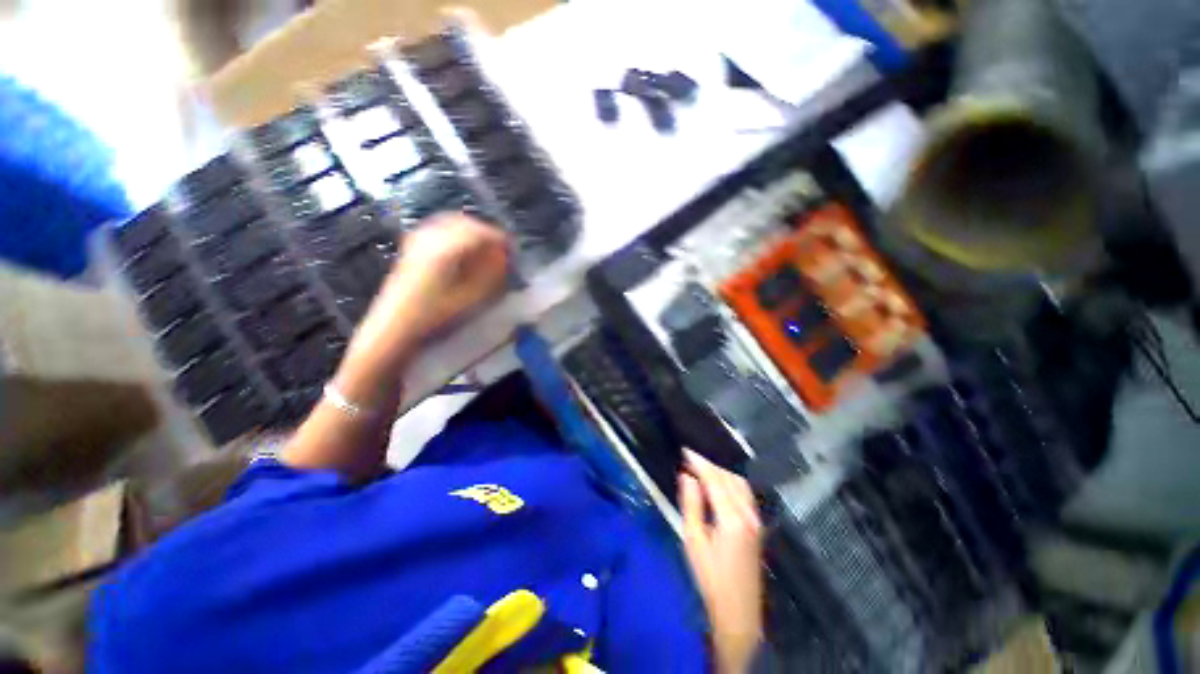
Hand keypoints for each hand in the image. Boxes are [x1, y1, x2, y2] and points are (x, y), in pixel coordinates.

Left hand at [380, 213, 509, 340]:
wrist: (395, 325)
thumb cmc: (434, 315)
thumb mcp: (469, 298)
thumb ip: (490, 275)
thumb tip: (504, 258)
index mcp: (445, 249)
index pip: (479, 232)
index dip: (499, 238)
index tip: (512, 249)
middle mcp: (430, 237)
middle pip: (465, 222)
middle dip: (486, 233)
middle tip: (501, 248)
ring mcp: (418, 239)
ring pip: (451, 222)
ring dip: (472, 232)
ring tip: (485, 248)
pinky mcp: (412, 246)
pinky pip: (440, 228)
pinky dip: (457, 234)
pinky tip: (463, 249)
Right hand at [679, 450, 763, 673]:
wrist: (738, 611)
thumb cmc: (710, 578)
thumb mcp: (694, 541)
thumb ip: (691, 505)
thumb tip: (687, 476)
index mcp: (732, 519)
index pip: (715, 479)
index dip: (700, 462)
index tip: (686, 450)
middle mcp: (748, 514)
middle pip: (729, 478)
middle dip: (710, 464)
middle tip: (690, 457)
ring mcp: (756, 519)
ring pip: (740, 483)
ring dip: (721, 471)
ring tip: (702, 466)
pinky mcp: (757, 525)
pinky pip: (745, 493)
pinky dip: (731, 481)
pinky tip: (720, 481)